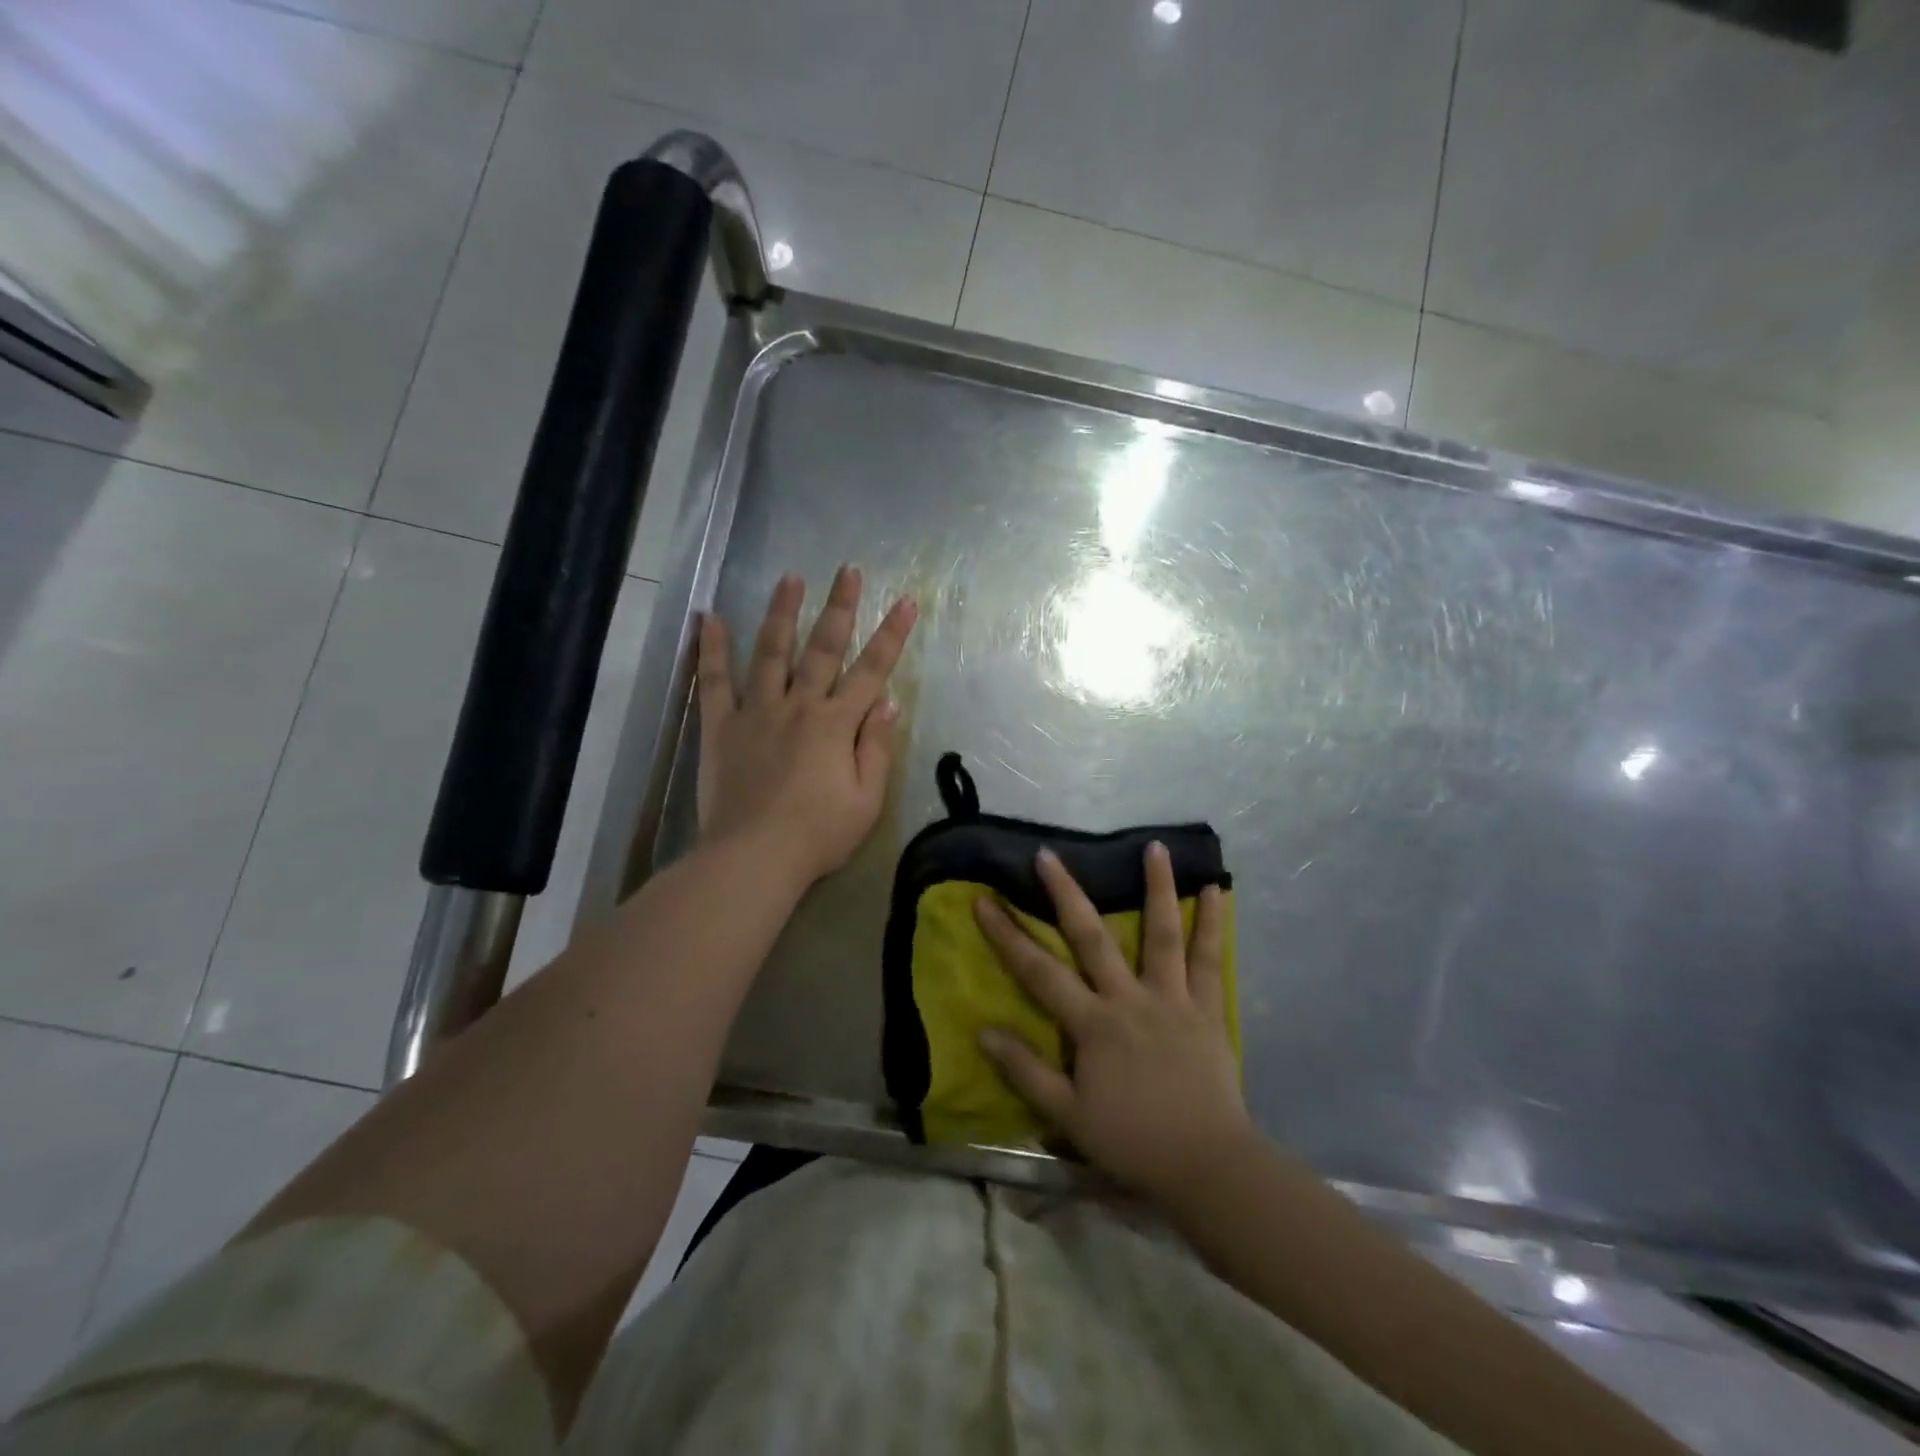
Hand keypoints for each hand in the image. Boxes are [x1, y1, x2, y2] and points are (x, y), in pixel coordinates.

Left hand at [697, 566, 917, 888]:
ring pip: (771, 652)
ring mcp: (756, 712)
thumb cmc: (819, 834)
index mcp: (837, 724)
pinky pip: (714, 681)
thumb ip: (876, 747)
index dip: (891, 635)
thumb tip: (887, 702)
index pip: (871, 670)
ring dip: (781, 612)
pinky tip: (709, 618)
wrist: (753, 858)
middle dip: (839, 607)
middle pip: (823, 648)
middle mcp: (798, 706)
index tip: (905, 601)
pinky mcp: (720, 727)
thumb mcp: (866, 799)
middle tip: (847, 570)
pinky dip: (712, 649)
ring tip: (789, 578)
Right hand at [974, 844, 1252, 1204]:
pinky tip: (1215, 891)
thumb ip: (1026, 1071)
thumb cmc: (1132, 1141)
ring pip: (1161, 934)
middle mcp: (1128, 999)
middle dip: (1066, 893)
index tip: (985, 901)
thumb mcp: (1068, 1116)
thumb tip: (984, 1031)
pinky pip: (1209, 960)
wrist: (1207, 1165)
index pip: (1039, 972)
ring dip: (1157, 888)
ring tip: (1156, 846)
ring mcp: (1171, 998)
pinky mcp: (1205, 1007)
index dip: (1007, 935)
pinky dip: (1213, 924)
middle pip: (1091, 937)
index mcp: (1092, 1024)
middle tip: (1048, 855)